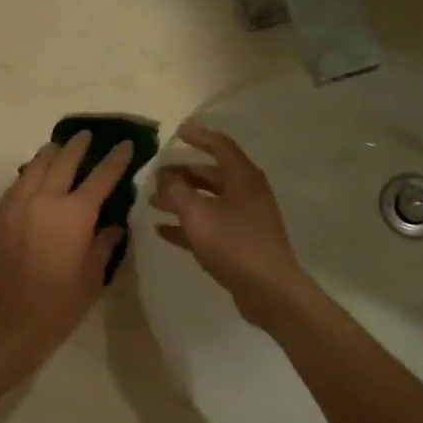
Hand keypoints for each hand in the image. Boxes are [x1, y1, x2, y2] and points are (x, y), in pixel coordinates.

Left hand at [0, 132, 133, 371]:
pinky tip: (34, 176)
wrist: (10, 320)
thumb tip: (112, 224)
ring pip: (35, 166)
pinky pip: (17, 184)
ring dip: (50, 154)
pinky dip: (30, 174)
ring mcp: (18, 204)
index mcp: (75, 214)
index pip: (101, 177)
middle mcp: (46, 199)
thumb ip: (104, 243)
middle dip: (79, 146)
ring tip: (59, 147)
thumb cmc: (60, 303)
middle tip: (87, 135)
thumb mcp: (93, 275)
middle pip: (64, 161)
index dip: (116, 159)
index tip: (125, 144)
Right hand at [150, 124, 313, 330]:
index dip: (198, 136)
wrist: (269, 291)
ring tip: (152, 203)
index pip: (220, 146)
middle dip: (182, 173)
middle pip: (211, 174)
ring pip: (208, 201)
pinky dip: (187, 224)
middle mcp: (246, 193)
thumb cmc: (234, 244)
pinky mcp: (240, 243)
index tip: (177, 132)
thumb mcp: (198, 214)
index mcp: (242, 178)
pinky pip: (209, 225)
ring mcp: (244, 219)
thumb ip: (177, 191)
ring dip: (181, 199)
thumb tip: (164, 176)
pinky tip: (163, 231)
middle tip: (156, 176)